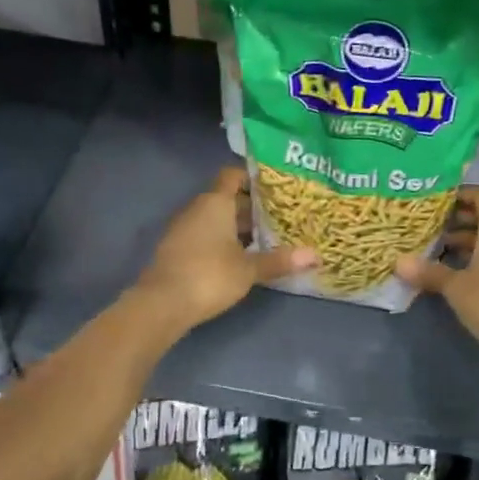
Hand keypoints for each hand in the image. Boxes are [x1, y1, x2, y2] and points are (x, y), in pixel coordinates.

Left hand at [134, 167, 314, 330]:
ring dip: (237, 227)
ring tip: (266, 239)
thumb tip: (316, 255)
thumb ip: (280, 260)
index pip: (233, 176)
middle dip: (251, 208)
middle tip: (280, 217)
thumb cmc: (209, 276)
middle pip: (227, 199)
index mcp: (215, 202)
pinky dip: (222, 241)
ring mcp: (184, 229)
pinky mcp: (177, 249)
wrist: (162, 303)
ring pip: (216, 219)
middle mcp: (197, 209)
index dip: (252, 178)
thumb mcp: (249, 270)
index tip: (275, 189)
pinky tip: (240, 258)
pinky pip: (205, 236)